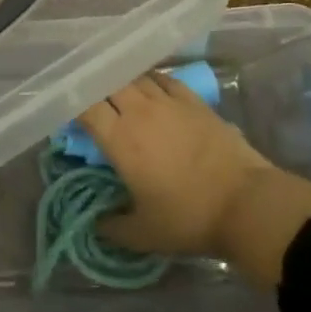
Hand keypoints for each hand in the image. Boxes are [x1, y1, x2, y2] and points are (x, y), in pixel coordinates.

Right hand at [77, 73, 310, 281]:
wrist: (247, 204)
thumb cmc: (189, 218)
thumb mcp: (142, 234)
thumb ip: (111, 227)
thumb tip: (95, 222)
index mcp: (120, 139)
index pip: (85, 106)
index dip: (70, 103)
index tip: (63, 109)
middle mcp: (140, 112)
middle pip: (107, 83)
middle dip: (93, 88)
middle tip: (87, 99)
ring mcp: (169, 102)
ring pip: (135, 77)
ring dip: (120, 81)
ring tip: (114, 89)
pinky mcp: (195, 102)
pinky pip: (164, 79)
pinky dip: (149, 79)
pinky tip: (148, 86)